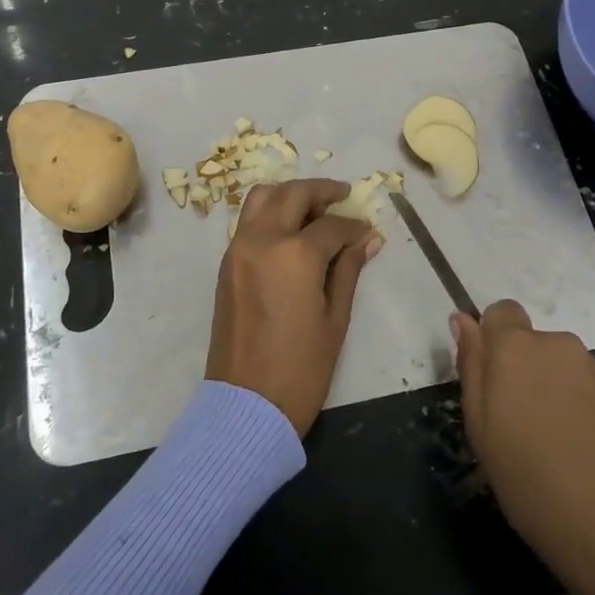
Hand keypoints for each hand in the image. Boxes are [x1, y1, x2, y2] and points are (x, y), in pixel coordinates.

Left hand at [205, 179, 382, 435]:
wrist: (246, 403)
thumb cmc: (301, 367)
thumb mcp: (336, 318)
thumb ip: (349, 269)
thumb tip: (368, 238)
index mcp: (295, 254)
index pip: (331, 225)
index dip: (354, 226)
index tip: (368, 231)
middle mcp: (262, 239)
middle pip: (292, 194)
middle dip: (321, 191)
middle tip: (342, 197)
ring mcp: (238, 249)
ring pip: (262, 198)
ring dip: (289, 195)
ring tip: (314, 210)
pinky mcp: (226, 263)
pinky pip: (248, 221)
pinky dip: (270, 213)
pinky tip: (291, 232)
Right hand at [454, 300, 594, 594]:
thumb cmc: (528, 479)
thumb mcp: (480, 427)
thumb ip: (471, 365)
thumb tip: (464, 320)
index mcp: (517, 347)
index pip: (501, 311)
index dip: (492, 339)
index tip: (490, 379)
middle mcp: (559, 345)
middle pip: (531, 342)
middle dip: (520, 369)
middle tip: (514, 422)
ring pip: (559, 366)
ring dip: (550, 388)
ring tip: (550, 442)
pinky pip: (586, 388)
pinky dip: (577, 407)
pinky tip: (579, 450)